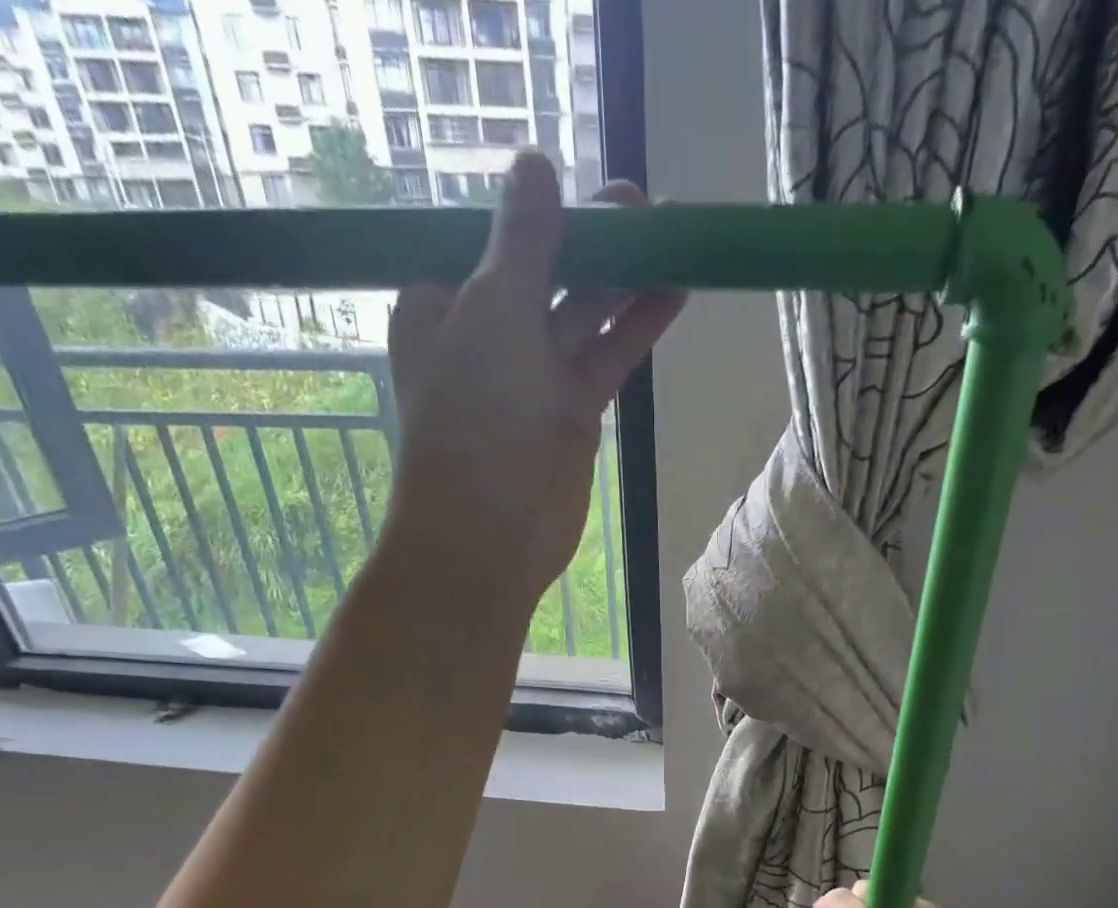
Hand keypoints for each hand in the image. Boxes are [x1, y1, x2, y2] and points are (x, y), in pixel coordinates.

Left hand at [384, 152, 684, 600]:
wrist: (490, 533)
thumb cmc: (476, 417)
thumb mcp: (493, 311)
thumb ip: (522, 240)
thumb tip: (535, 163)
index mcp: (443, 304)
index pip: (495, 241)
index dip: (543, 213)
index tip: (587, 189)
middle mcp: (487, 337)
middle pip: (547, 274)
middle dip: (594, 242)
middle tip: (646, 207)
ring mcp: (533, 379)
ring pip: (584, 317)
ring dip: (625, 283)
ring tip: (673, 241)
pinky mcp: (572, 414)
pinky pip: (606, 360)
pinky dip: (635, 329)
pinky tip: (671, 296)